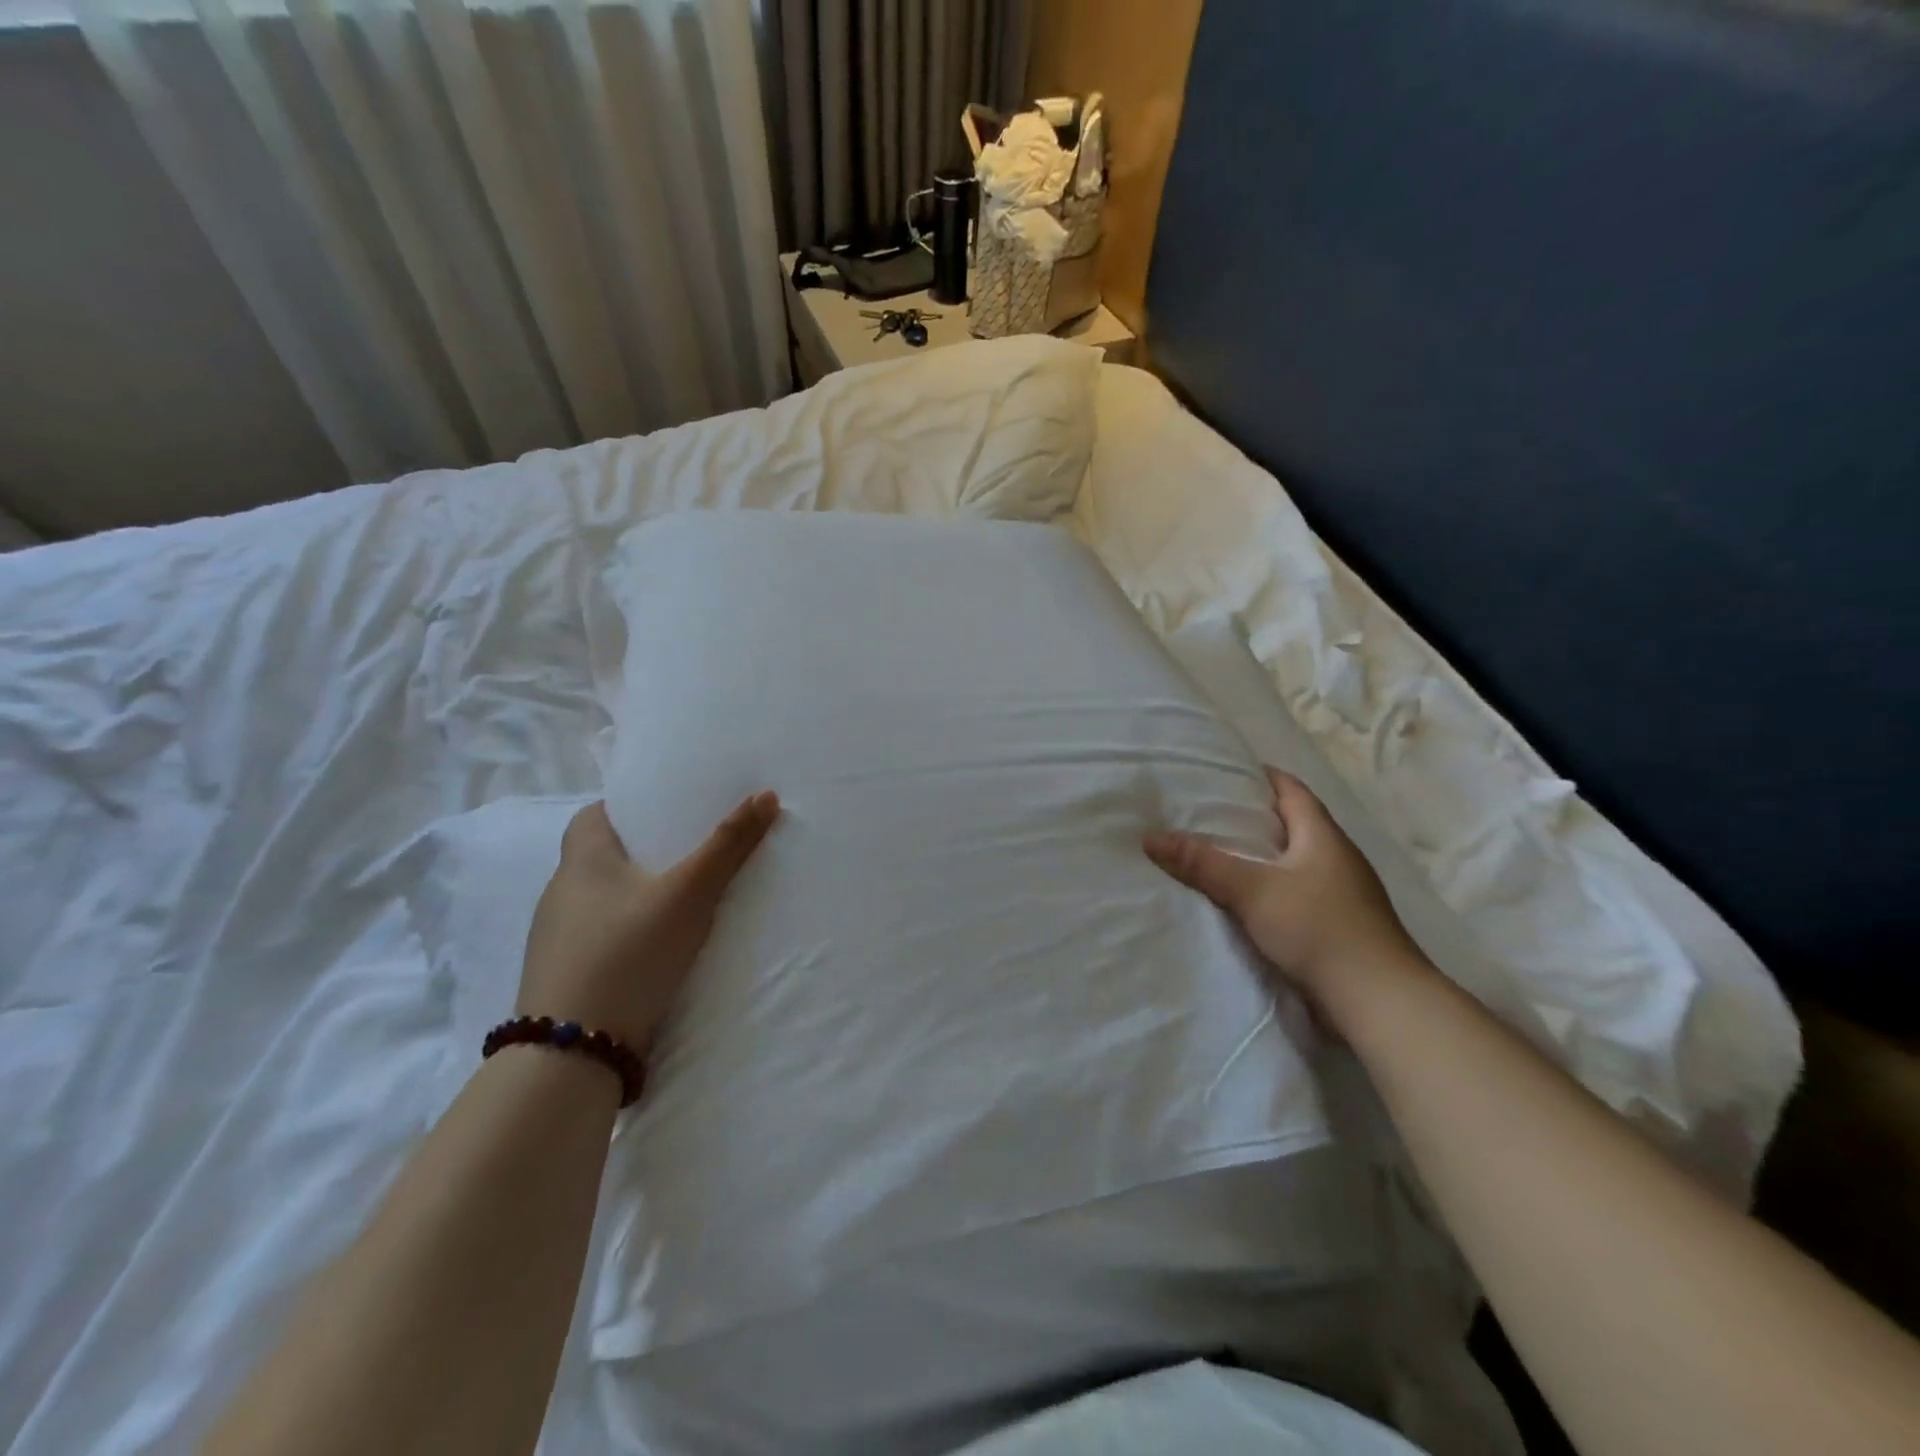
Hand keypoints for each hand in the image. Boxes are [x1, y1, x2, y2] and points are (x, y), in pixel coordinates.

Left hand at [518, 794, 779, 1052]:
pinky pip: (600, 936)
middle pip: (602, 856)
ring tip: (683, 899)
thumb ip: (727, 846)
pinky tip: (657, 948)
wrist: (573, 1054)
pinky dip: (628, 932)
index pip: (595, 814)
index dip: (630, 807)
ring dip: (636, 895)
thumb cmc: (628, 953)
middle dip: (644, 851)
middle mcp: (561, 893)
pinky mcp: (565, 976)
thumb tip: (765, 795)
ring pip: (602, 899)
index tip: (669, 811)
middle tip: (692, 851)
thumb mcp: (688, 894)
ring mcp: (557, 939)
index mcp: (581, 861)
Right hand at [1144, 767, 1425, 1020]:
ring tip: (1213, 854)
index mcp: (1323, 836)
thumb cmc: (1318, 929)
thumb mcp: (1252, 890)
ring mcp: (1340, 894)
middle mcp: (1335, 858)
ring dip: (1259, 857)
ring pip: (1291, 862)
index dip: (1260, 776)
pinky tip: (1240, 902)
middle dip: (1251, 817)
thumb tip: (1150, 837)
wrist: (1377, 1001)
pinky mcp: (1336, 927)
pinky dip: (1267, 890)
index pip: (1291, 789)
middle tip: (1203, 813)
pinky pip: (1294, 894)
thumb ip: (1202, 863)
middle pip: (1291, 824)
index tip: (1222, 772)